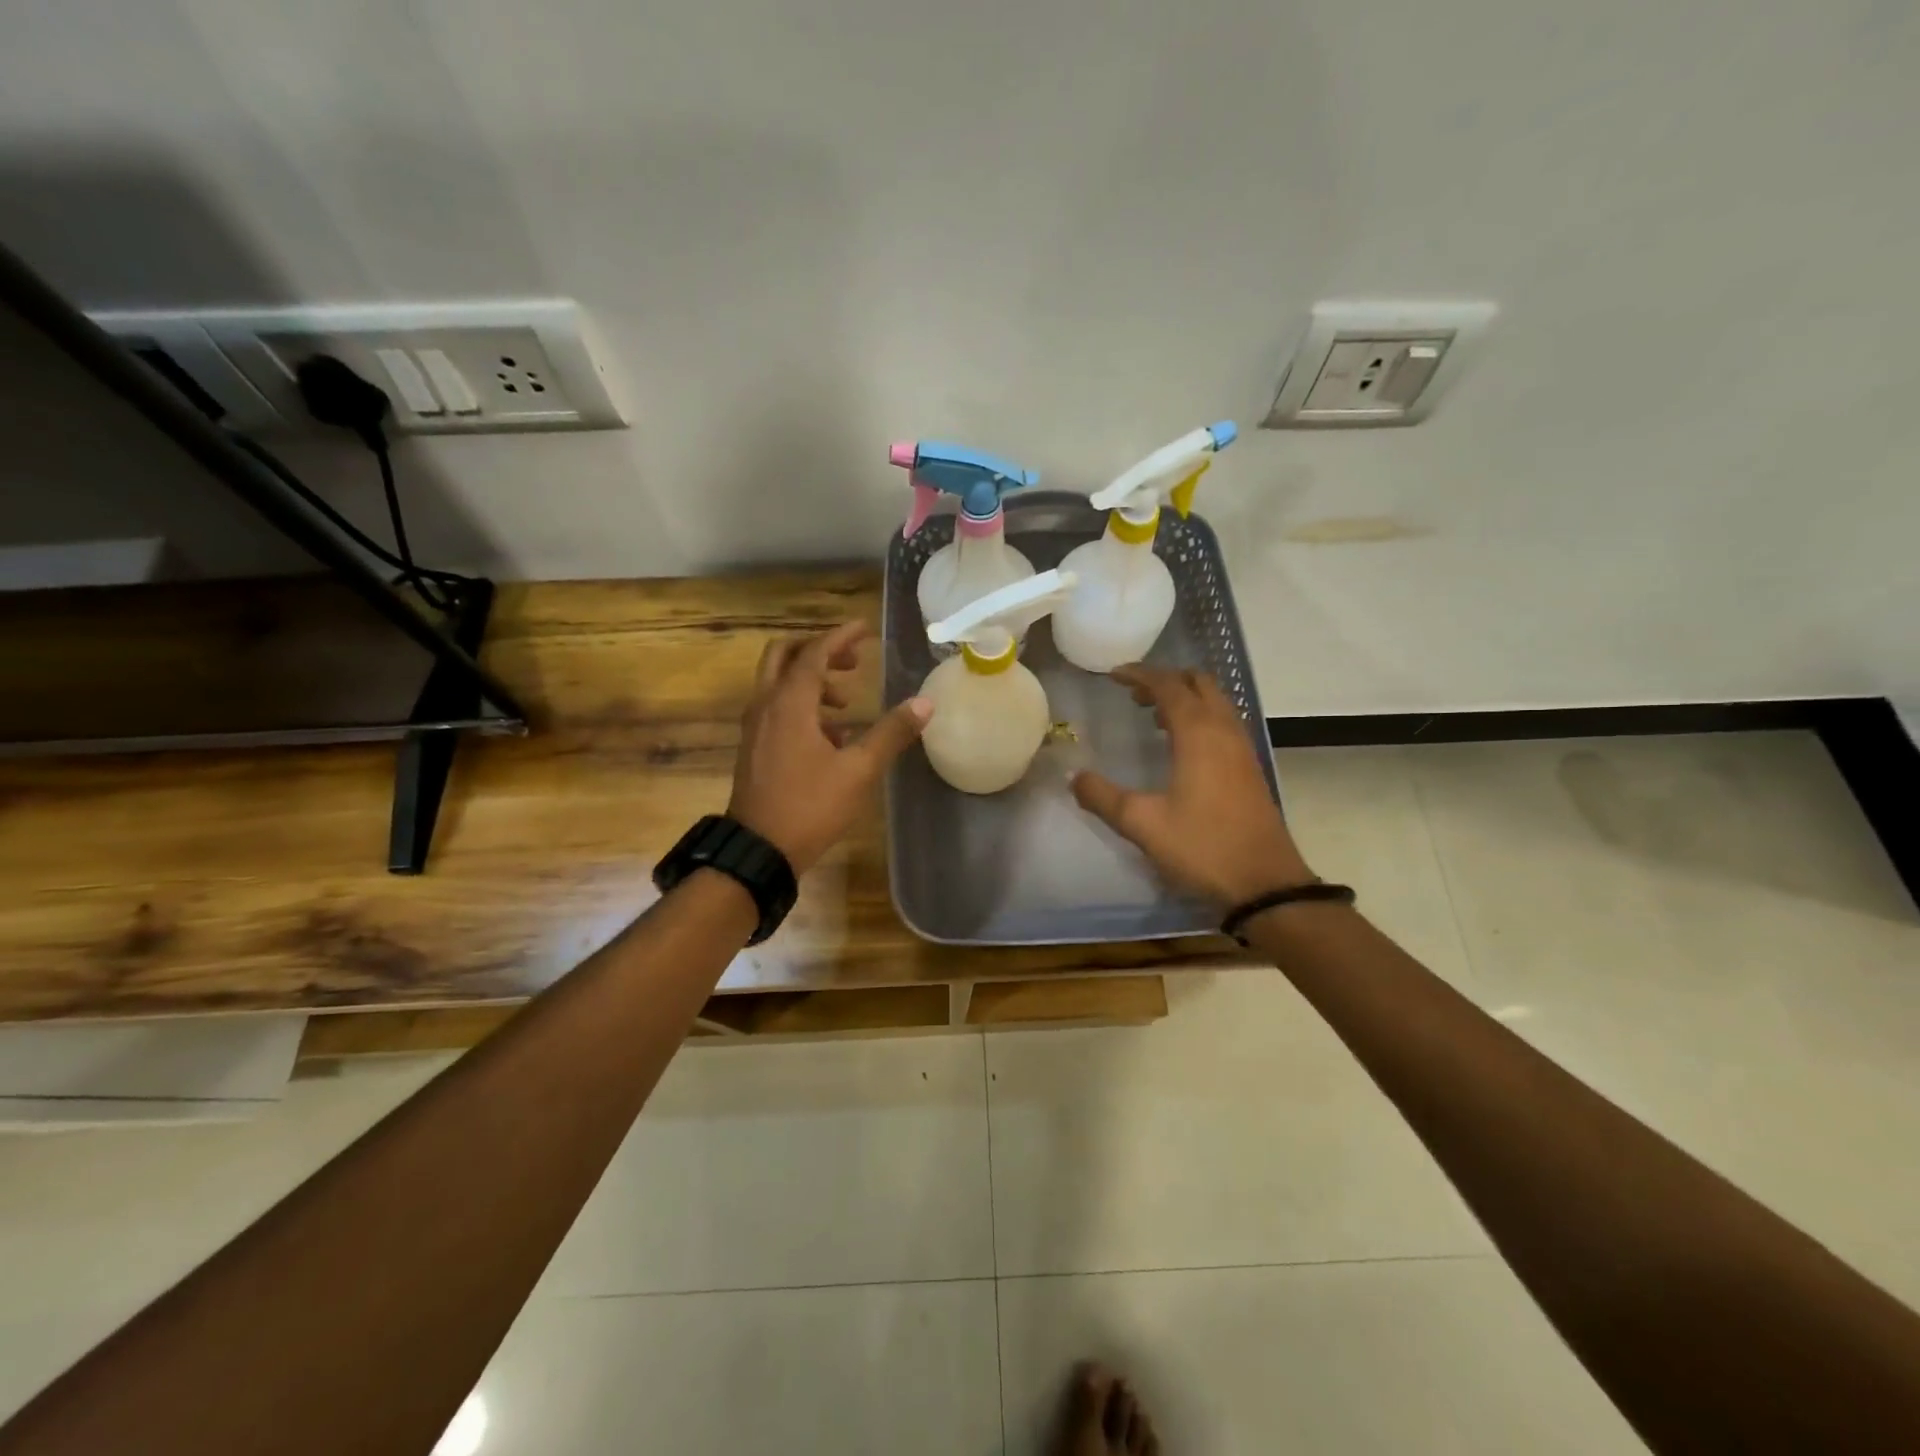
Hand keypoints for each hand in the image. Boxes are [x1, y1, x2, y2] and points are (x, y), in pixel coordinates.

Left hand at [728, 620, 931, 874]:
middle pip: (785, 656)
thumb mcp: (858, 770)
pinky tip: (832, 736)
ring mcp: (755, 727)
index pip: (815, 653)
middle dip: (819, 651)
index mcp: (789, 703)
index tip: (865, 629)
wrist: (759, 850)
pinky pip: (777, 709)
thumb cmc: (810, 806)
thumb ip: (891, 733)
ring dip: (813, 681)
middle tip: (853, 662)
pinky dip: (803, 707)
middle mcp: (766, 705)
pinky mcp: (755, 747)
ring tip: (848, 703)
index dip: (841, 637)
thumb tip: (924, 704)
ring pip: (779, 683)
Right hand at [1071, 664, 1312, 906]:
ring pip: (1215, 702)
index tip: (1113, 675)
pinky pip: (1223, 723)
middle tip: (1133, 694)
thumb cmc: (1201, 847)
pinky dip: (1199, 717)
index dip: (1140, 675)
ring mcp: (1241, 749)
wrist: (1264, 884)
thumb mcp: (1142, 824)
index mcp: (1199, 734)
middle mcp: (1224, 731)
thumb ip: (1102, 797)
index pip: (1169, 686)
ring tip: (1152, 715)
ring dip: (1185, 698)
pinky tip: (1180, 746)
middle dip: (1165, 680)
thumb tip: (1073, 777)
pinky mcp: (1249, 768)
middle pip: (1199, 684)